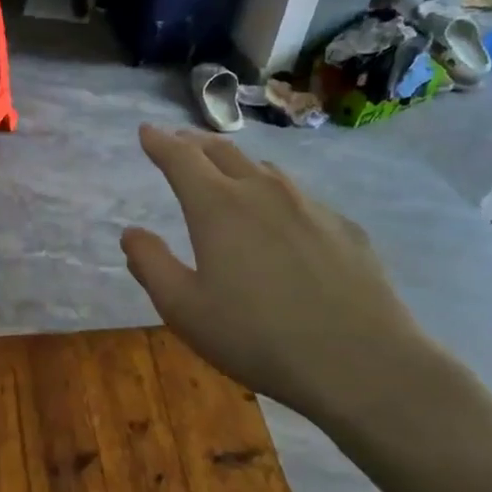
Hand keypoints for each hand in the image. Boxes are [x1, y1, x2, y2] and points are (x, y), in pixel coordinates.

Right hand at [121, 126, 431, 429]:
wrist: (359, 361)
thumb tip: (131, 233)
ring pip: (265, 171)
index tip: (147, 130)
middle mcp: (264, 192)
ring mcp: (310, 207)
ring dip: (237, 164)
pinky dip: (276, 196)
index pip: (181, 159)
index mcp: (218, 207)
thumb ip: (151, 265)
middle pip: (224, 152)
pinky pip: (300, 199)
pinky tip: (281, 222)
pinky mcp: (344, 228)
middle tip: (179, 141)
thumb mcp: (184, 309)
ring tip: (226, 172)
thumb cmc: (256, 336)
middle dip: (195, 143)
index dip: (160, 142)